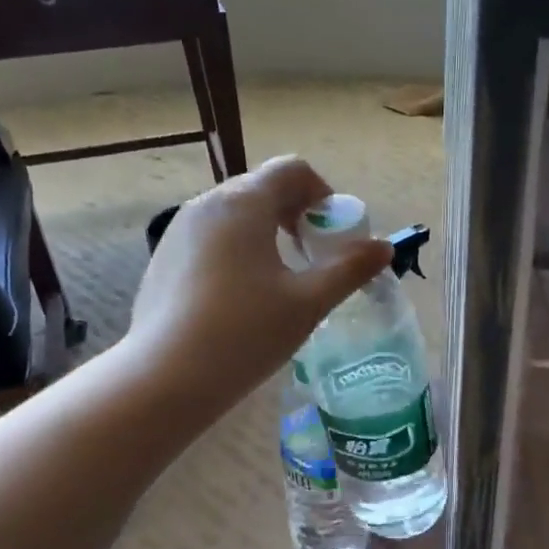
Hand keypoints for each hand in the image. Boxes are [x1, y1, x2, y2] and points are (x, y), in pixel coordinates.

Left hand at [126, 156, 391, 412]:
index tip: (334, 238)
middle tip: (315, 261)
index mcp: (243, 203)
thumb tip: (384, 248)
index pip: (292, 170)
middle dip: (297, 216)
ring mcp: (179, 230)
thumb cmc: (245, 334)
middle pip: (263, 189)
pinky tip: (242, 299)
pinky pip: (212, 239)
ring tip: (281, 282)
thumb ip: (349, 269)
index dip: (324, 196)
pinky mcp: (164, 258)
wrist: (166, 377)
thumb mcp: (308, 303)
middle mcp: (207, 204)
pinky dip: (238, 252)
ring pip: (236, 215)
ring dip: (268, 234)